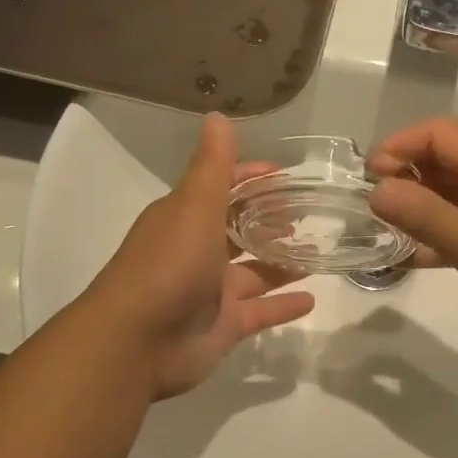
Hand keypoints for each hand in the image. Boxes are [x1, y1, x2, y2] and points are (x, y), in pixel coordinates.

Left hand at [81, 114, 314, 399]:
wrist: (137, 342)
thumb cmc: (169, 265)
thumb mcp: (193, 206)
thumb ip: (212, 166)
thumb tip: (218, 116)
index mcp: (184, 218)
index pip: (222, 189)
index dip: (251, 178)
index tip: (287, 174)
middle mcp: (196, 251)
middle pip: (238, 230)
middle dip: (270, 220)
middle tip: (310, 213)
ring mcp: (210, 291)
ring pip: (253, 272)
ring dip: (282, 262)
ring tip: (320, 251)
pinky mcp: (223, 326)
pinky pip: (259, 311)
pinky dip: (283, 305)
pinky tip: (313, 298)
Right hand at [367, 118, 457, 350]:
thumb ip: (423, 215)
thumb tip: (376, 189)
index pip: (438, 133)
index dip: (399, 146)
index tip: (368, 178)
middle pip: (443, 159)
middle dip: (404, 177)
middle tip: (373, 210)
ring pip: (452, 193)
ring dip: (419, 207)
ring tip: (385, 233)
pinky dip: (439, 233)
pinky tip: (415, 258)